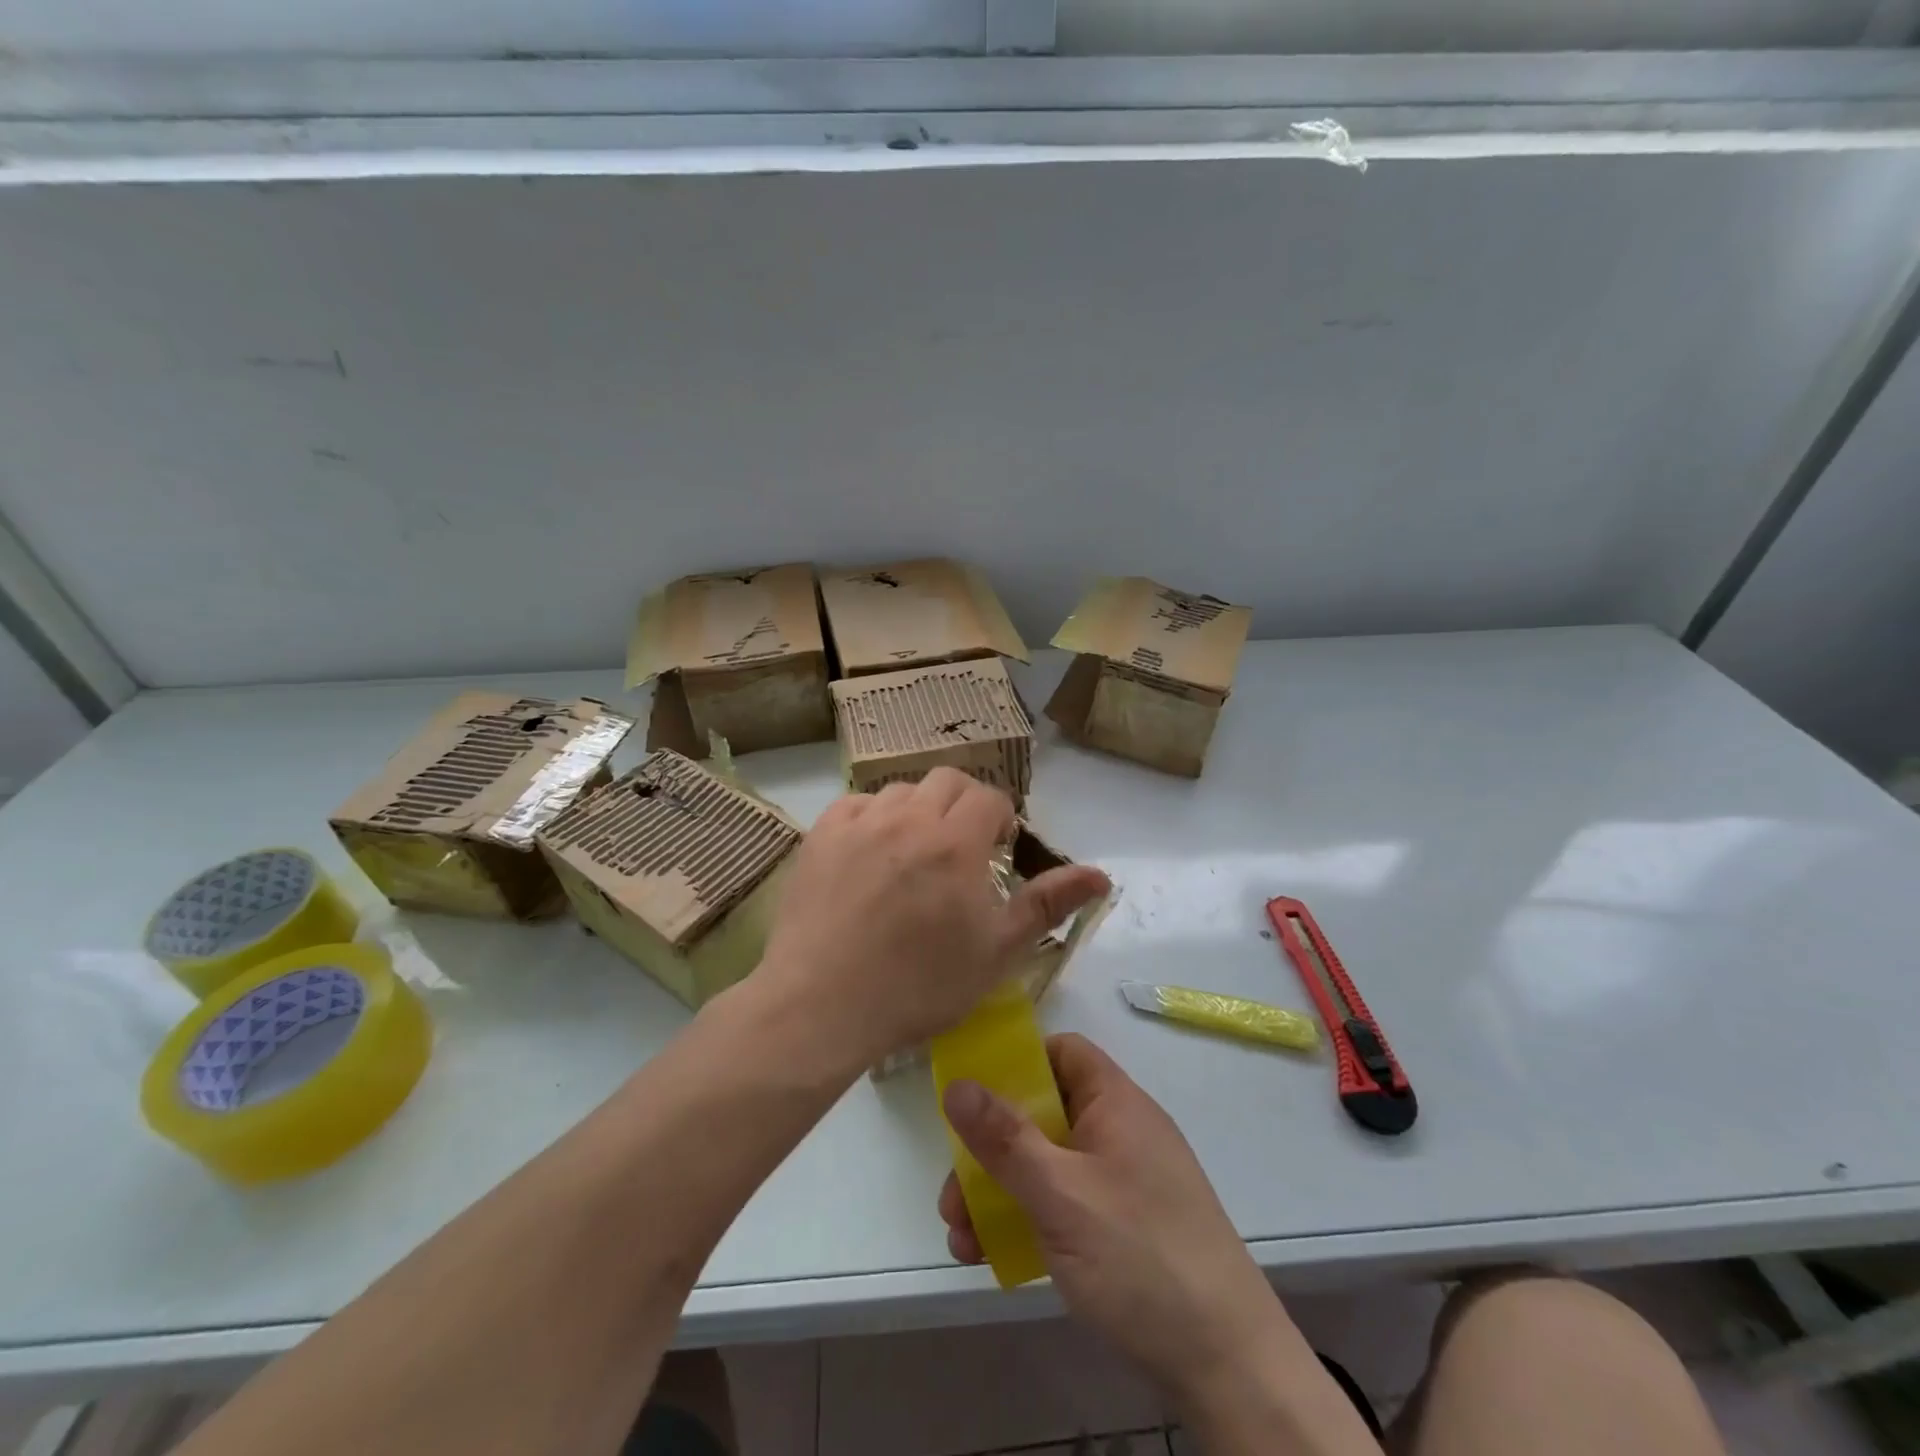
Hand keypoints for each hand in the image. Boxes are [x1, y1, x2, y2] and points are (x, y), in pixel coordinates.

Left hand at [756, 770, 1110, 1065]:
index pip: (989, 797)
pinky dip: (872, 818)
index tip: (996, 849)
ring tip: (914, 852)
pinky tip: (870, 853)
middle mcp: (909, 817)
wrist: (822, 1005)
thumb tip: (1100, 874)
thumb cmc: (919, 986)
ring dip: (918, 810)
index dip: (1000, 819)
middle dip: (963, 804)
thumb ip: (1048, 904)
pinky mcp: (820, 836)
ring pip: (900, 790)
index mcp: (956, 842)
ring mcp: (859, 823)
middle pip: (947, 780)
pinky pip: (855, 805)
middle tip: (961, 847)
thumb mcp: (997, 952)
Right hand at [938, 1034, 1294, 1400]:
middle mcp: (1120, 1133)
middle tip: (953, 1194)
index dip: (1017, 1062)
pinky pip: (1063, 1206)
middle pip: (1044, 1115)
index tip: (973, 1093)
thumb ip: (1005, 1139)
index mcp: (1115, 1103)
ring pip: (1047, 1166)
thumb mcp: (1062, 1194)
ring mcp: (1122, 1184)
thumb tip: (957, 1083)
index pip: (1063, 1052)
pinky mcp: (1123, 1230)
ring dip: (1000, 1193)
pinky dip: (1028, 1222)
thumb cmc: (1141, 1257)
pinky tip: (993, 1259)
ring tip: (961, 1239)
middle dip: (991, 1149)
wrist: (1229, 1367)